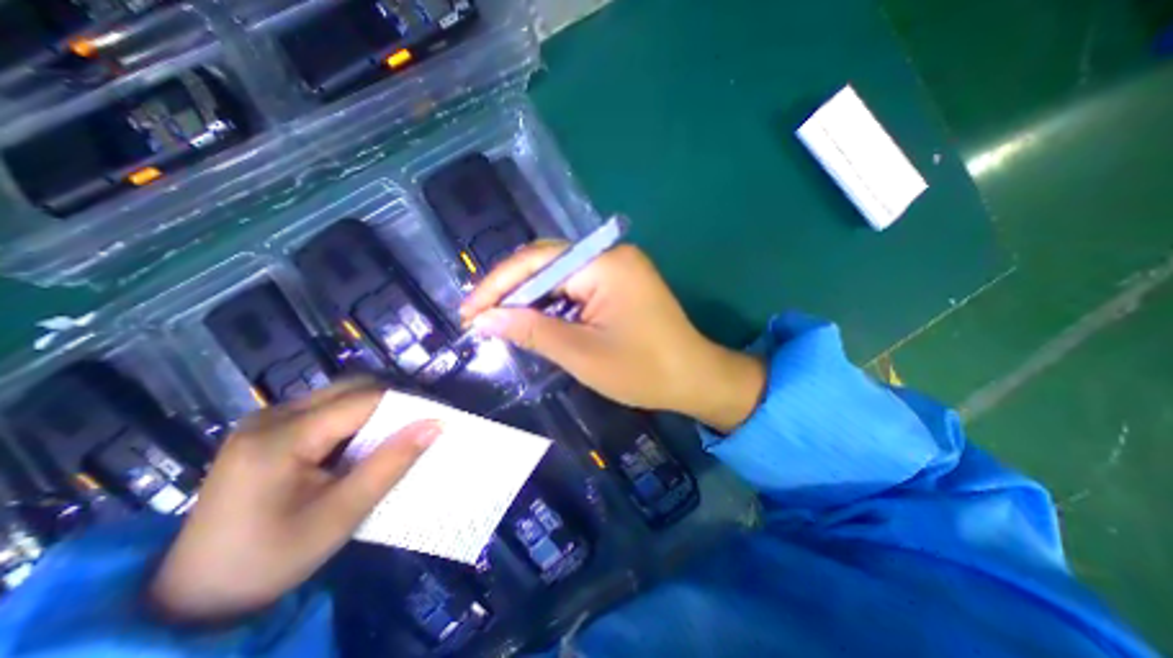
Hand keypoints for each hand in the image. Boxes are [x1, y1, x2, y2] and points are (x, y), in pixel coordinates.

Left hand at [149, 377, 435, 624]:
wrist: (192, 597)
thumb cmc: (271, 559)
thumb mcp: (341, 514)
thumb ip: (391, 464)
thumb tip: (436, 424)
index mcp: (281, 437)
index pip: (363, 400)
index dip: (406, 404)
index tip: (437, 417)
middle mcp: (270, 416)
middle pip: (351, 388)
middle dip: (393, 401)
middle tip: (421, 424)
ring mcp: (265, 420)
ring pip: (340, 395)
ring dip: (375, 408)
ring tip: (398, 433)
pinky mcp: (268, 430)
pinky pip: (326, 408)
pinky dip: (356, 418)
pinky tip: (364, 442)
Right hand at [457, 240, 772, 430]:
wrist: (694, 379)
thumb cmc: (642, 370)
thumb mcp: (581, 353)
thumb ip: (532, 330)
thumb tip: (485, 319)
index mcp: (604, 264)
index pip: (537, 262)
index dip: (498, 286)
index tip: (469, 312)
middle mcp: (610, 255)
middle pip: (547, 264)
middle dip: (512, 292)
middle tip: (481, 319)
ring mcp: (617, 268)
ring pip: (559, 276)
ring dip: (531, 300)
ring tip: (502, 323)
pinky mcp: (620, 283)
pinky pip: (576, 287)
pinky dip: (554, 304)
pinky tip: (537, 321)